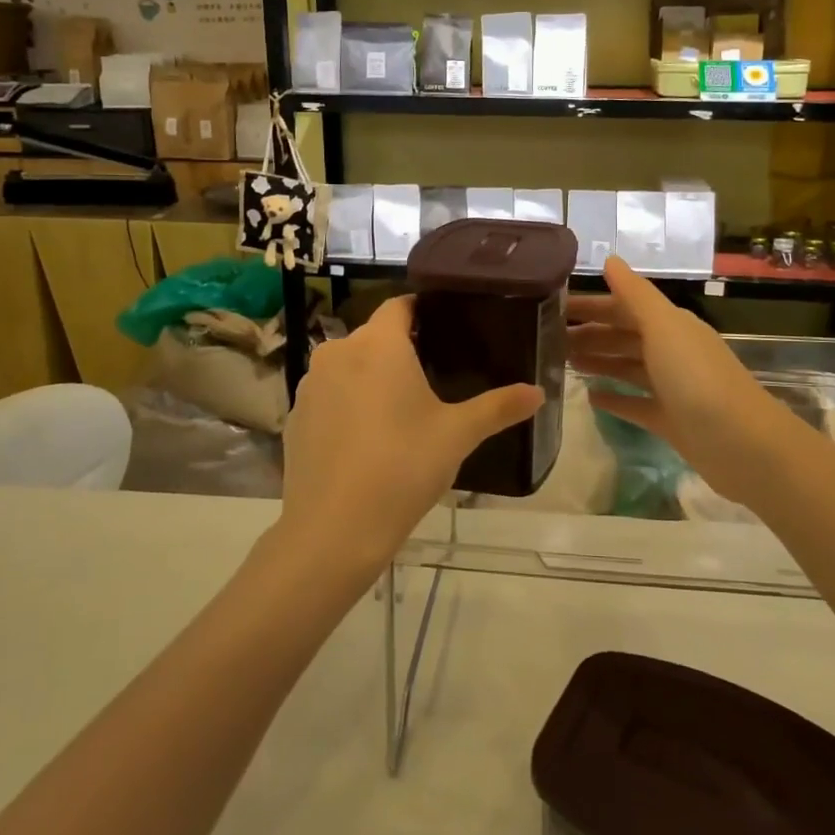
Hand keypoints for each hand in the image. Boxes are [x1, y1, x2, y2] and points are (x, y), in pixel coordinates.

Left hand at [277, 296, 540, 582]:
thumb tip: (539, 392)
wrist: (333, 529)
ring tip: (400, 409)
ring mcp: (310, 384)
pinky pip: (329, 395)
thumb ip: (499, 407)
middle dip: (401, 349)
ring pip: (349, 365)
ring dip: (371, 377)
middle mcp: (338, 351)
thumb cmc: (403, 467)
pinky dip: (347, 404)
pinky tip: (365, 439)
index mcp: (379, 344)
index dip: (422, 311)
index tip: (446, 328)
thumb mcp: (458, 435)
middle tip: (434, 376)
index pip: (400, 305)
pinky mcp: (295, 416)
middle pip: (375, 336)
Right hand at [567, 257, 810, 513]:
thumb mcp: (663, 327)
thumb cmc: (696, 377)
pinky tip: (590, 398)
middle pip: (624, 336)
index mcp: (671, 325)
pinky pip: (636, 405)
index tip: (554, 309)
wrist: (741, 444)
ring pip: (628, 368)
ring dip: (599, 362)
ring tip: (563, 363)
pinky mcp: (671, 421)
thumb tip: (610, 259)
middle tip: (549, 340)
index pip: (624, 306)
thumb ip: (635, 294)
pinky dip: (614, 399)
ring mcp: (673, 387)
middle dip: (590, 334)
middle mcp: (672, 351)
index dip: (592, 305)